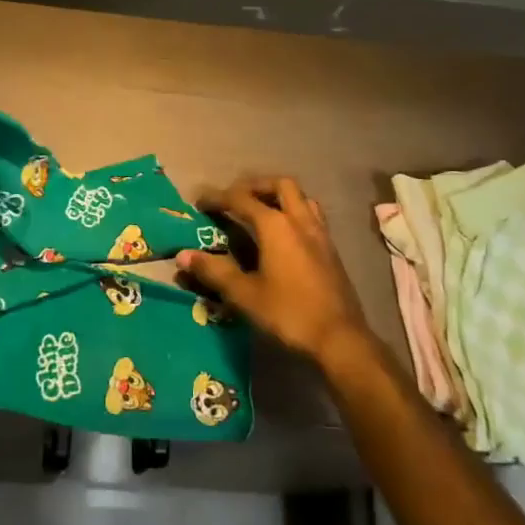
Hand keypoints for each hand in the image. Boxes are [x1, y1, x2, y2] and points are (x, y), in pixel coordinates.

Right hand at [177, 177, 371, 367]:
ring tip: (262, 210)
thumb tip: (183, 255)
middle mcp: (299, 220)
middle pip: (279, 185)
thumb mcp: (245, 295)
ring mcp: (320, 233)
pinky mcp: (331, 250)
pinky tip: (285, 236)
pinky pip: (312, 216)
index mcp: (275, 225)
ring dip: (280, 196)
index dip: (218, 198)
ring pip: (301, 197)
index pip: (241, 199)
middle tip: (236, 198)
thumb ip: (214, 271)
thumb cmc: (288, 313)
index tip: (200, 201)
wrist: (341, 340)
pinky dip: (294, 213)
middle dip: (255, 185)